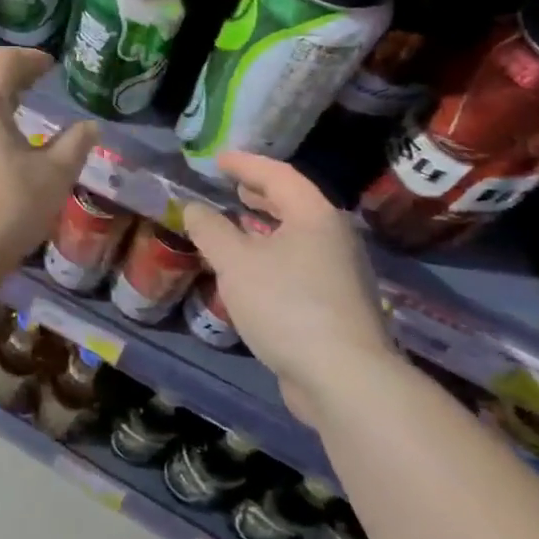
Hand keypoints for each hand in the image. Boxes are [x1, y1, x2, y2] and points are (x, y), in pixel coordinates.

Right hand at [183, 152, 397, 427]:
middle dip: (260, 192)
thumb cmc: (286, 304)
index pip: (277, 175)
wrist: (344, 378)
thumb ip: (210, 229)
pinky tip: (253, 271)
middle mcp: (334, 237)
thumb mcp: (234, 262)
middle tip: (231, 186)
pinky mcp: (338, 304)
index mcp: (314, 215)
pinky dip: (274, 253)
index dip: (245, 164)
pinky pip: (300, 262)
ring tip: (238, 224)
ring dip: (266, 225)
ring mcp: (341, 272)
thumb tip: (194, 208)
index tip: (218, 159)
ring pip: (298, 235)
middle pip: (294, 202)